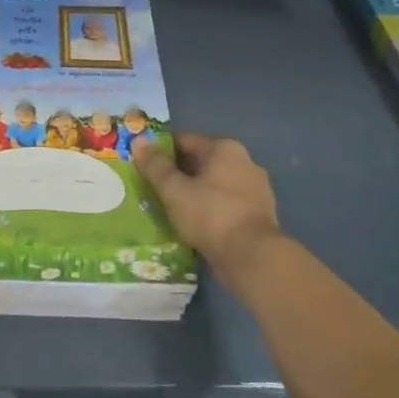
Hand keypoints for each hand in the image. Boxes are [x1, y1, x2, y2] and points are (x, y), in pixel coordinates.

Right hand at [133, 132, 280, 273]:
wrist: (252, 257)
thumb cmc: (210, 214)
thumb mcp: (174, 190)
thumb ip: (155, 165)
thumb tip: (139, 140)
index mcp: (224, 148)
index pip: (185, 141)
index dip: (162, 152)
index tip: (146, 167)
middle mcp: (244, 161)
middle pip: (202, 162)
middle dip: (180, 174)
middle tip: (156, 189)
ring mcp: (256, 188)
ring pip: (215, 185)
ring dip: (196, 193)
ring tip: (173, 209)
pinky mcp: (260, 214)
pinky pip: (227, 204)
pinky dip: (211, 209)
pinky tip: (196, 224)